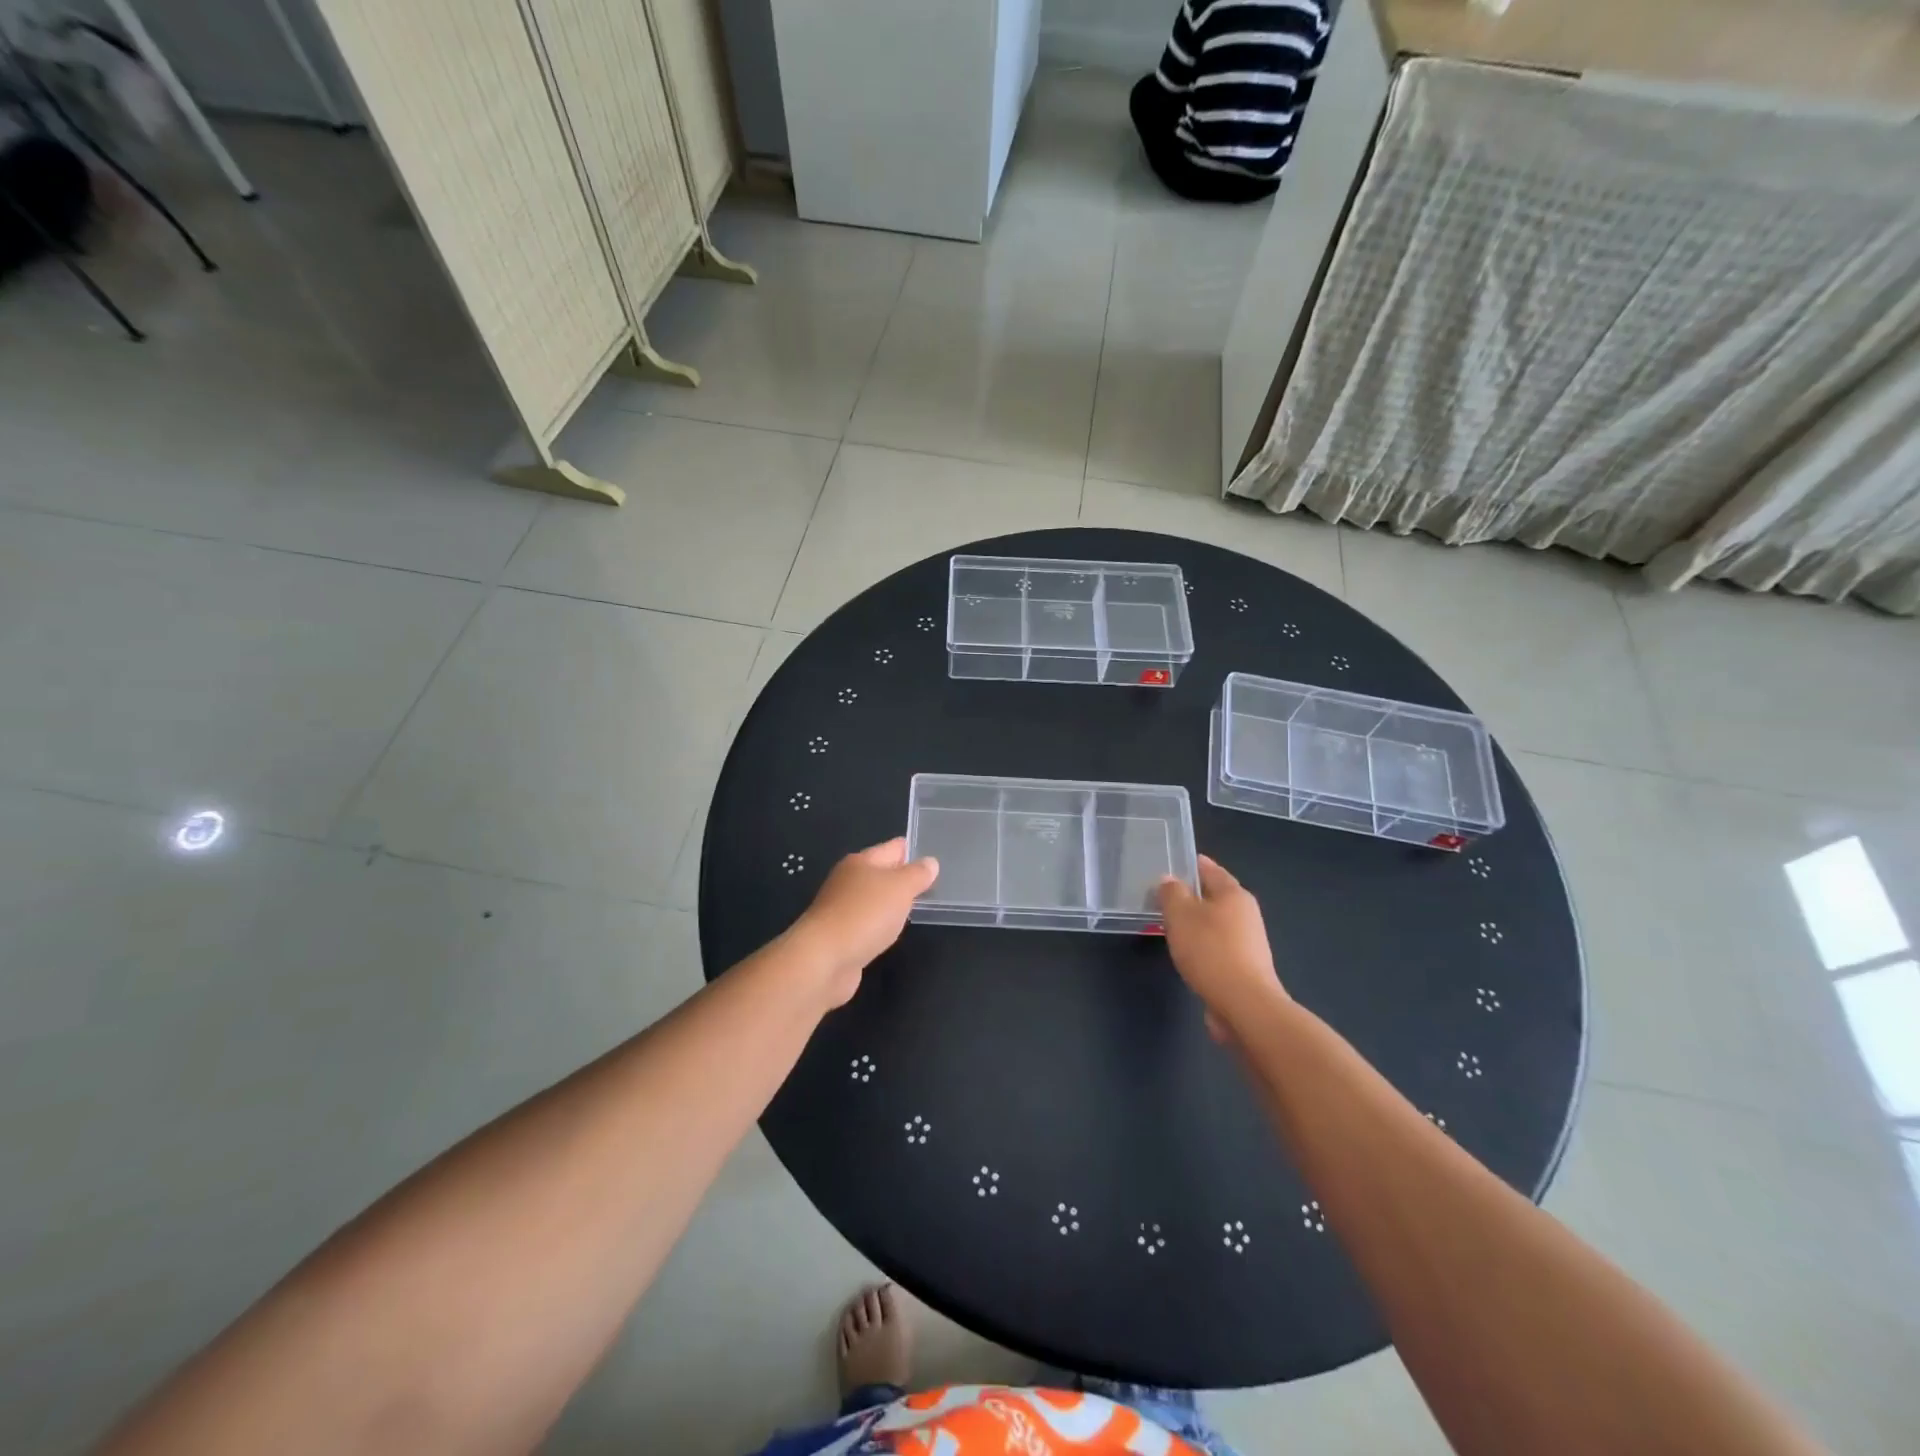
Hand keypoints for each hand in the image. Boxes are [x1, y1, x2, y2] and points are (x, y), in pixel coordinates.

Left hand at [792, 838, 938, 1006]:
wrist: (823, 960)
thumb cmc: (864, 915)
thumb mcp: (900, 888)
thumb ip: (917, 874)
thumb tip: (930, 862)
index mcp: (861, 861)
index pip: (893, 847)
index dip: (914, 850)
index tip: (937, 856)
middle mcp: (849, 880)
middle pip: (882, 872)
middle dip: (904, 877)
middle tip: (934, 884)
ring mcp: (842, 909)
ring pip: (875, 899)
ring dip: (892, 902)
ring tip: (918, 907)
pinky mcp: (841, 935)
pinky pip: (868, 922)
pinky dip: (881, 924)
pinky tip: (892, 932)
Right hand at [1157, 856, 1285, 1038]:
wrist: (1244, 1005)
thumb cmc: (1210, 951)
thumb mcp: (1180, 915)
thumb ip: (1172, 893)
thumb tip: (1169, 880)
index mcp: (1234, 894)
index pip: (1210, 869)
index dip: (1191, 864)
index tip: (1171, 864)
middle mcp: (1246, 913)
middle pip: (1215, 896)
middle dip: (1191, 895)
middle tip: (1163, 897)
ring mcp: (1249, 942)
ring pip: (1216, 923)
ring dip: (1196, 922)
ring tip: (1171, 926)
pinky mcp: (1245, 967)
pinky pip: (1218, 946)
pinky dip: (1202, 945)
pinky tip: (1187, 954)